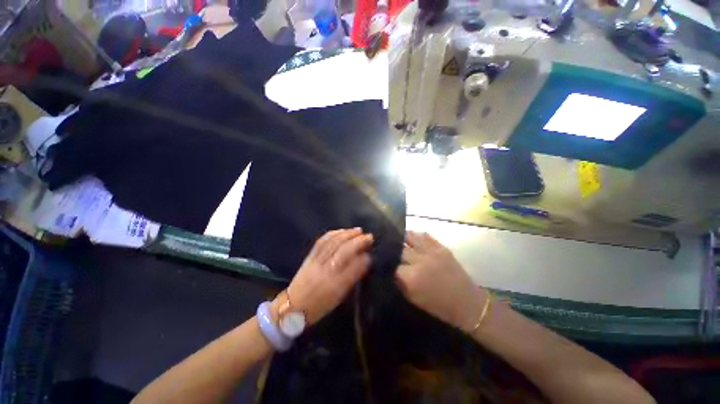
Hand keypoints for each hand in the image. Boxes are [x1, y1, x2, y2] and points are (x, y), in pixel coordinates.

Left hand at [274, 228, 372, 324]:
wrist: (293, 307)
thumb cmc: (320, 306)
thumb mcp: (339, 297)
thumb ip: (352, 278)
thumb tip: (364, 261)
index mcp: (335, 286)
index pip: (354, 267)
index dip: (364, 258)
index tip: (371, 251)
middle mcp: (326, 272)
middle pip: (344, 251)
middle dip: (358, 241)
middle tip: (369, 236)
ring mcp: (316, 262)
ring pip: (333, 243)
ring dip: (347, 234)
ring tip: (358, 230)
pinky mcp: (309, 257)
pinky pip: (322, 241)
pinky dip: (333, 234)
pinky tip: (341, 231)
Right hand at [395, 231, 487, 332]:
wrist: (467, 303)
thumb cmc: (438, 306)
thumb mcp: (413, 298)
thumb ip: (399, 282)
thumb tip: (390, 269)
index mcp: (411, 277)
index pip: (391, 263)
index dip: (386, 262)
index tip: (383, 261)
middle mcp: (420, 260)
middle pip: (399, 248)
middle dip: (393, 249)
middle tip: (389, 249)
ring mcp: (431, 251)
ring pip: (410, 236)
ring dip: (402, 238)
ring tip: (398, 239)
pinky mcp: (441, 247)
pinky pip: (424, 235)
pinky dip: (416, 236)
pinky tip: (413, 239)